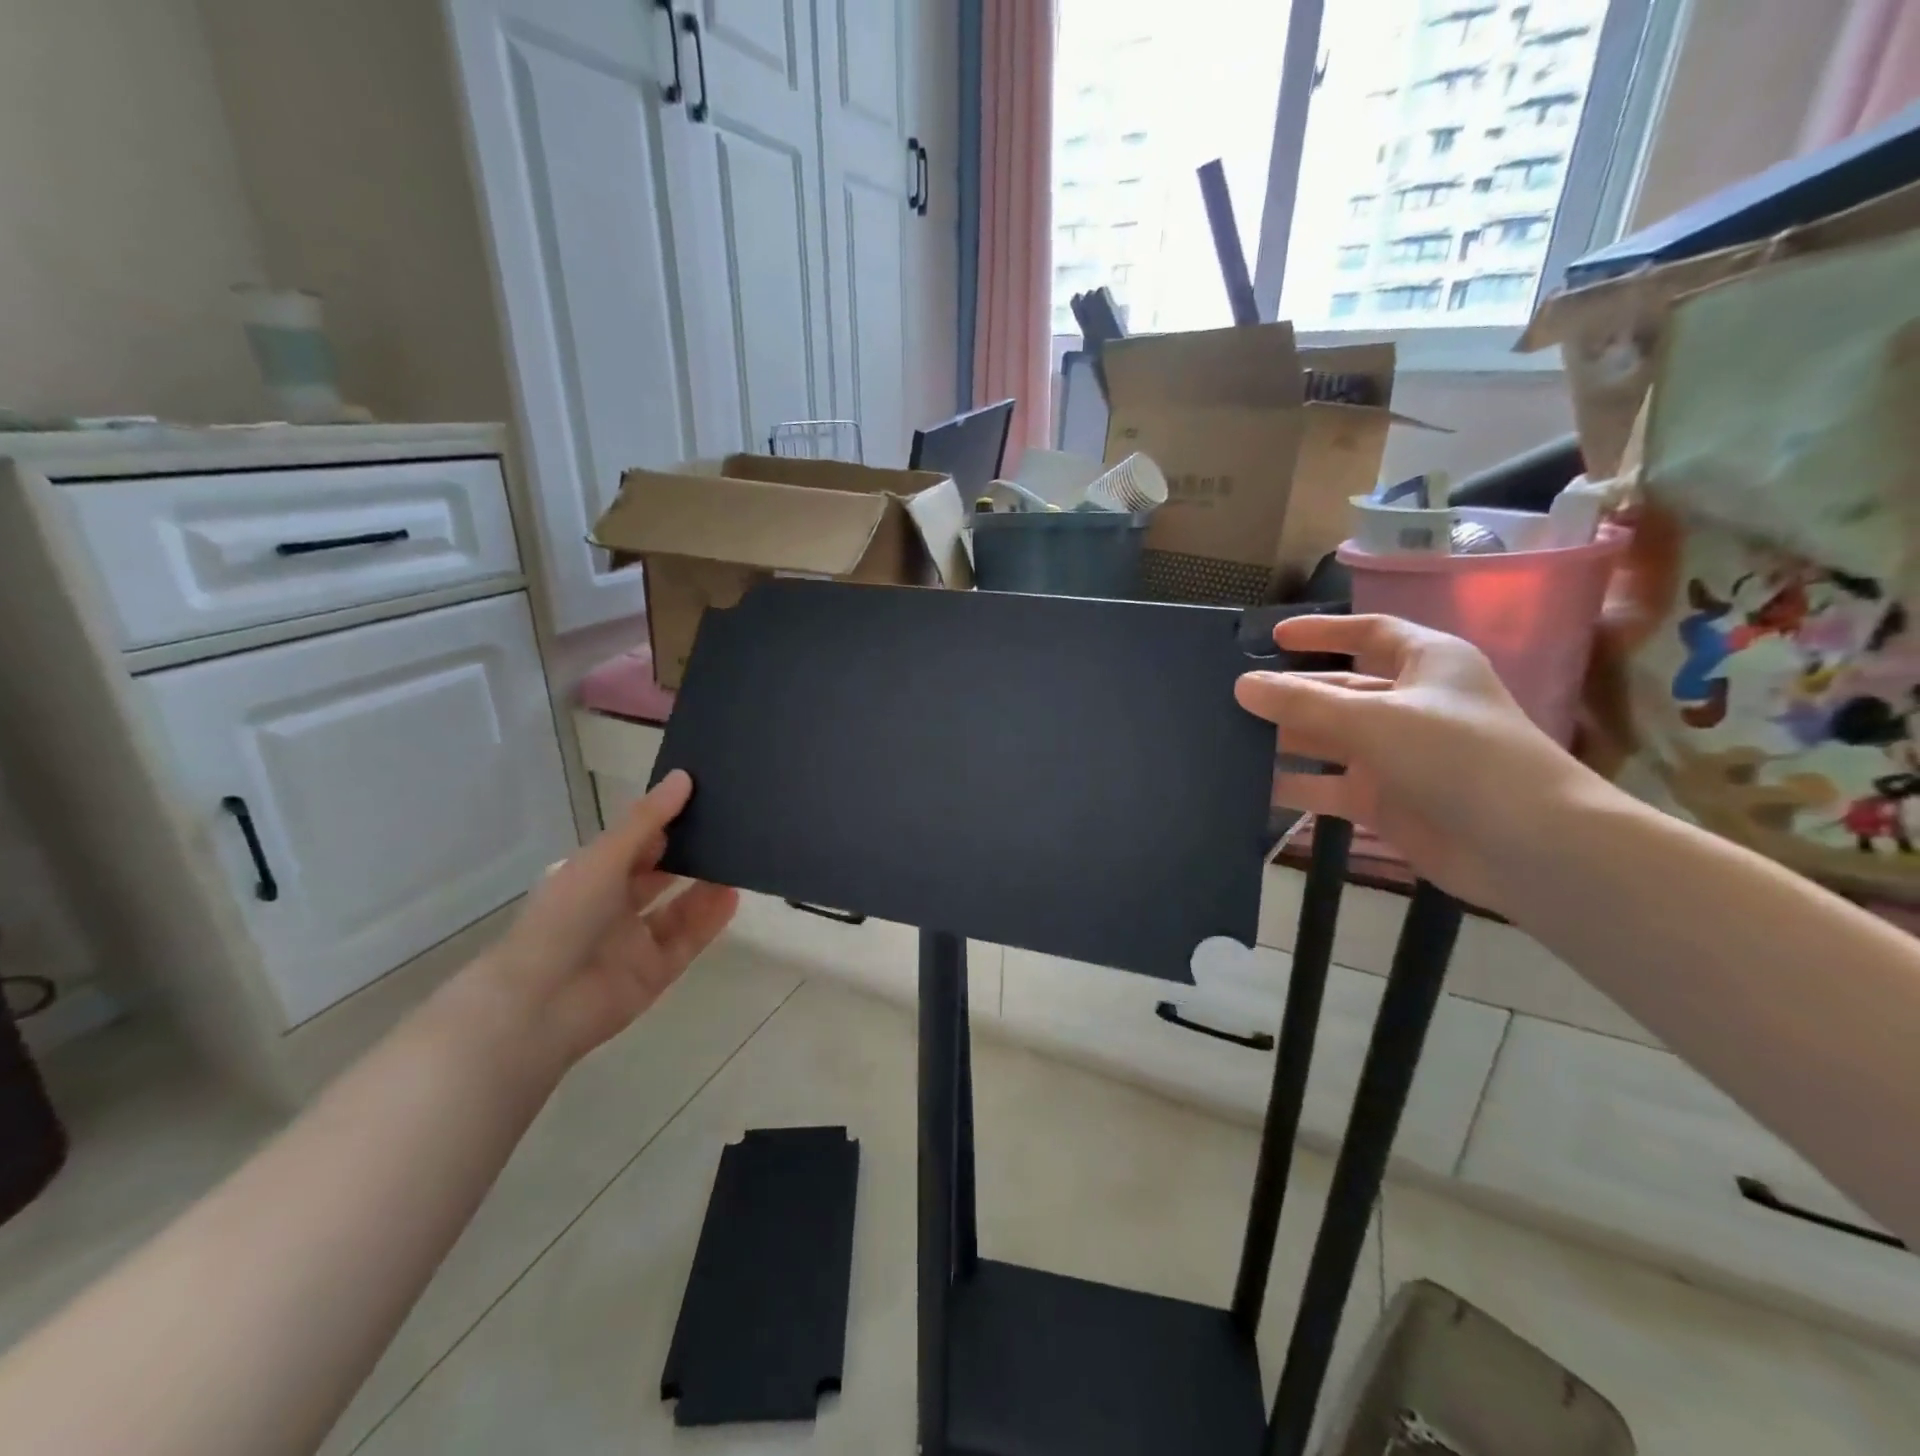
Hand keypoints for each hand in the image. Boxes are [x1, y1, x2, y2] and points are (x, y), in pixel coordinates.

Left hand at [466, 771, 737, 1072]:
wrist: (540, 1003)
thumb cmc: (564, 917)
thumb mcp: (604, 857)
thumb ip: (647, 820)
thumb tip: (684, 777)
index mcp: (592, 876)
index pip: (635, 843)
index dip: (666, 820)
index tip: (704, 796)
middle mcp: (613, 907)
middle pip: (660, 875)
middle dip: (690, 853)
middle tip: (731, 827)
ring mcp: (635, 942)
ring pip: (679, 908)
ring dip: (706, 886)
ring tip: (739, 859)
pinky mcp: (654, 973)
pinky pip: (688, 941)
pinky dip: (710, 920)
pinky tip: (734, 896)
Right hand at [1235, 615, 1592, 910]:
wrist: (1529, 848)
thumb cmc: (1458, 757)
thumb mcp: (1373, 720)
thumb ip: (1303, 702)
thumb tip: (1242, 685)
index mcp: (1426, 664)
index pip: (1369, 632)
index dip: (1323, 631)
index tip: (1272, 637)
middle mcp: (1411, 704)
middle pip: (1339, 689)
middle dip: (1290, 692)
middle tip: (1231, 695)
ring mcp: (1397, 756)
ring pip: (1329, 740)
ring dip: (1285, 740)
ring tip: (1228, 738)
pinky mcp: (1386, 801)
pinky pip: (1329, 786)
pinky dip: (1296, 786)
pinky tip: (1251, 787)